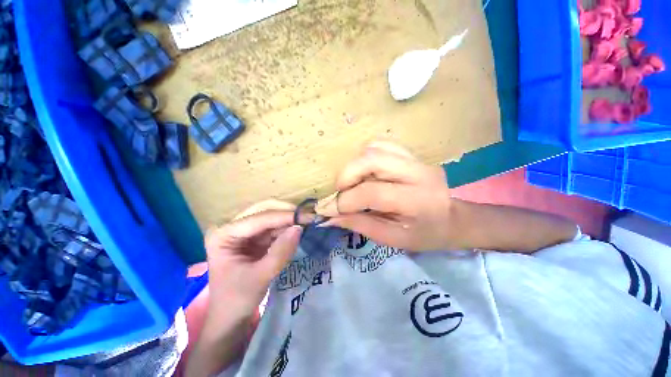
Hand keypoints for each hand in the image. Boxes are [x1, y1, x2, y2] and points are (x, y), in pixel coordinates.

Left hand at [204, 200, 301, 320]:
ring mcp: (242, 232)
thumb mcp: (261, 276)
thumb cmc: (237, 300)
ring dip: (289, 220)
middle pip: (263, 211)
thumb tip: (299, 228)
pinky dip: (286, 228)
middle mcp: (231, 227)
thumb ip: (281, 251)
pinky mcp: (253, 238)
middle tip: (309, 217)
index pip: (259, 219)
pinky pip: (273, 228)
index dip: (285, 216)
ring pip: (270, 217)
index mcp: (223, 234)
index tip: (309, 217)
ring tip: (308, 222)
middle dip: (287, 213)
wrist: (230, 317)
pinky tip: (298, 229)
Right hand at [315, 142, 455, 250]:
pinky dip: (365, 157)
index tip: (330, 210)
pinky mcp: (411, 154)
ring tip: (352, 183)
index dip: (345, 201)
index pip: (372, 192)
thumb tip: (330, 217)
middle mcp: (417, 172)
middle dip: (347, 175)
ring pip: (374, 148)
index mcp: (416, 200)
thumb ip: (360, 225)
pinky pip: (381, 145)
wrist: (453, 219)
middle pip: (372, 159)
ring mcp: (415, 159)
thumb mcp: (392, 238)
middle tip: (340, 192)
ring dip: (355, 165)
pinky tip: (365, 173)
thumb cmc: (425, 235)